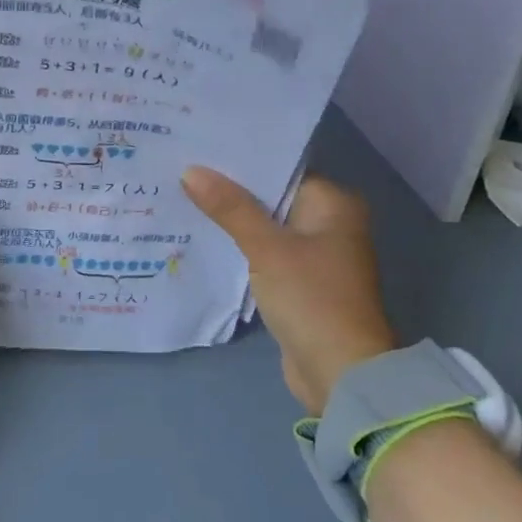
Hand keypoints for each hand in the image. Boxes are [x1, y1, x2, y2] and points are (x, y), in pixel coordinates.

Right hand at [182, 168, 396, 414]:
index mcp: (334, 204)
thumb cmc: (311, 298)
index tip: (199, 150)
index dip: (240, 162)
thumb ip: (230, 208)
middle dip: (229, 190)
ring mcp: (315, 255)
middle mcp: (329, 223)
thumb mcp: (267, 248)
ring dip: (231, 220)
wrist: (340, 372)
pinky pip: (264, 252)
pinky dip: (240, 247)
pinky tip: (202, 236)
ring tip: (182, 198)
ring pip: (265, 226)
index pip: (281, 169)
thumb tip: (191, 170)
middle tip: (182, 171)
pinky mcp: (300, 282)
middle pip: (271, 198)